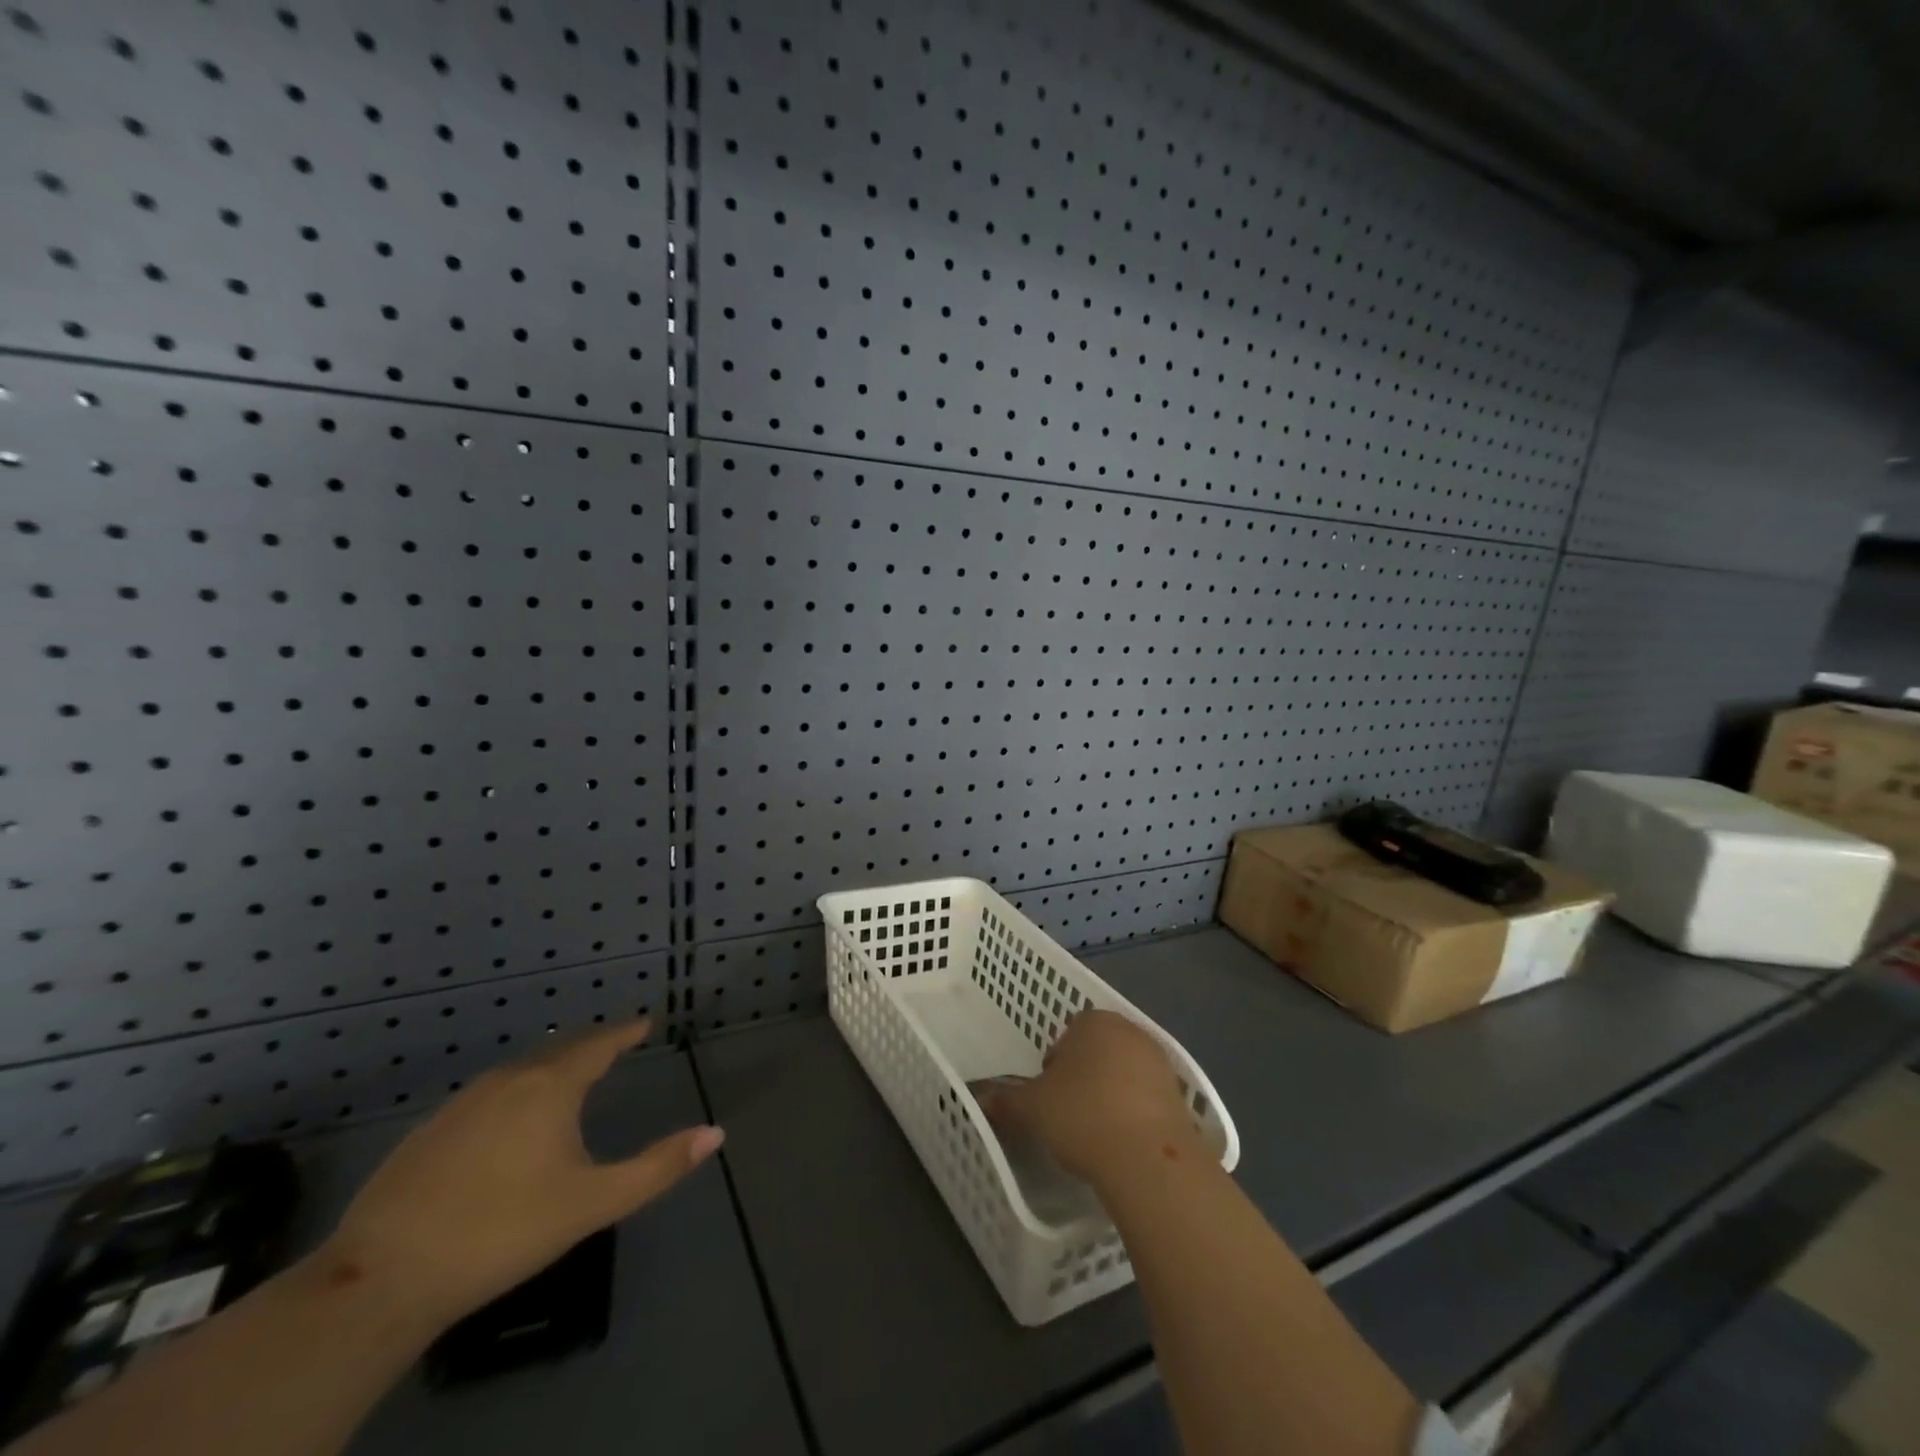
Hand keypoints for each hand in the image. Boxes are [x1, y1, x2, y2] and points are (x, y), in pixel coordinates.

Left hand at [316, 1018, 722, 1328]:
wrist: (381, 1278)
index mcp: (551, 1086)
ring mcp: (462, 1102)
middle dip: (592, 1044)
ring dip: (552, 1065)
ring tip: (571, 1074)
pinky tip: (512, 1118)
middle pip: (560, 1049)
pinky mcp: (429, 1131)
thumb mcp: (593, 1202)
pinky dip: (516, 1090)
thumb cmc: (502, 1232)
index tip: (645, 1020)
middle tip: (615, 1044)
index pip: (600, 1043)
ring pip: (521, 1070)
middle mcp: (508, 1080)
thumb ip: (657, 1167)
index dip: (625, 1031)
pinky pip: (490, 1093)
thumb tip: (716, 1133)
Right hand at [976, 1010, 1201, 1185]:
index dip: (1054, 1066)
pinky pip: (1147, 1099)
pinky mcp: (1181, 1095)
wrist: (1149, 1159)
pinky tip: (1123, 1142)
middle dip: (1083, 1077)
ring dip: (1110, 1094)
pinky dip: (1135, 1114)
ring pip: (1124, 1074)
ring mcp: (1160, 1062)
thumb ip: (1006, 1100)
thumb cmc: (1082, 1115)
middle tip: (1068, 1113)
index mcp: (1093, 1021)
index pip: (1066, 1035)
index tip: (1048, 1096)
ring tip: (1096, 1132)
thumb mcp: (1031, 1109)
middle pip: (1097, 1051)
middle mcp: (1130, 1030)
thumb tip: (981, 1100)